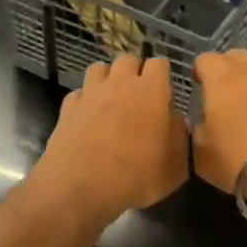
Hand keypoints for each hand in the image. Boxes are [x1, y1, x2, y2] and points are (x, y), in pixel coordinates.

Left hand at [28, 55, 188, 224]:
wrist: (81, 187)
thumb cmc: (136, 176)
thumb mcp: (175, 167)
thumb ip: (179, 137)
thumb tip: (176, 122)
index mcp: (150, 91)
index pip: (159, 63)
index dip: (162, 75)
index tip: (164, 93)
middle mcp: (119, 84)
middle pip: (127, 60)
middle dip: (134, 72)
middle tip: (138, 96)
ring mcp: (90, 94)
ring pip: (99, 69)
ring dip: (107, 79)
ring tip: (111, 101)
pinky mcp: (67, 108)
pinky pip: (78, 93)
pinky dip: (84, 100)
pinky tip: (87, 117)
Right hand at [193, 51, 246, 218]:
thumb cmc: (241, 160)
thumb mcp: (202, 155)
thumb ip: (198, 131)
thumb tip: (204, 122)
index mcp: (223, 77)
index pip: (205, 60)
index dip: (200, 73)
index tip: (199, 89)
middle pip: (237, 58)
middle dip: (228, 72)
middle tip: (226, 99)